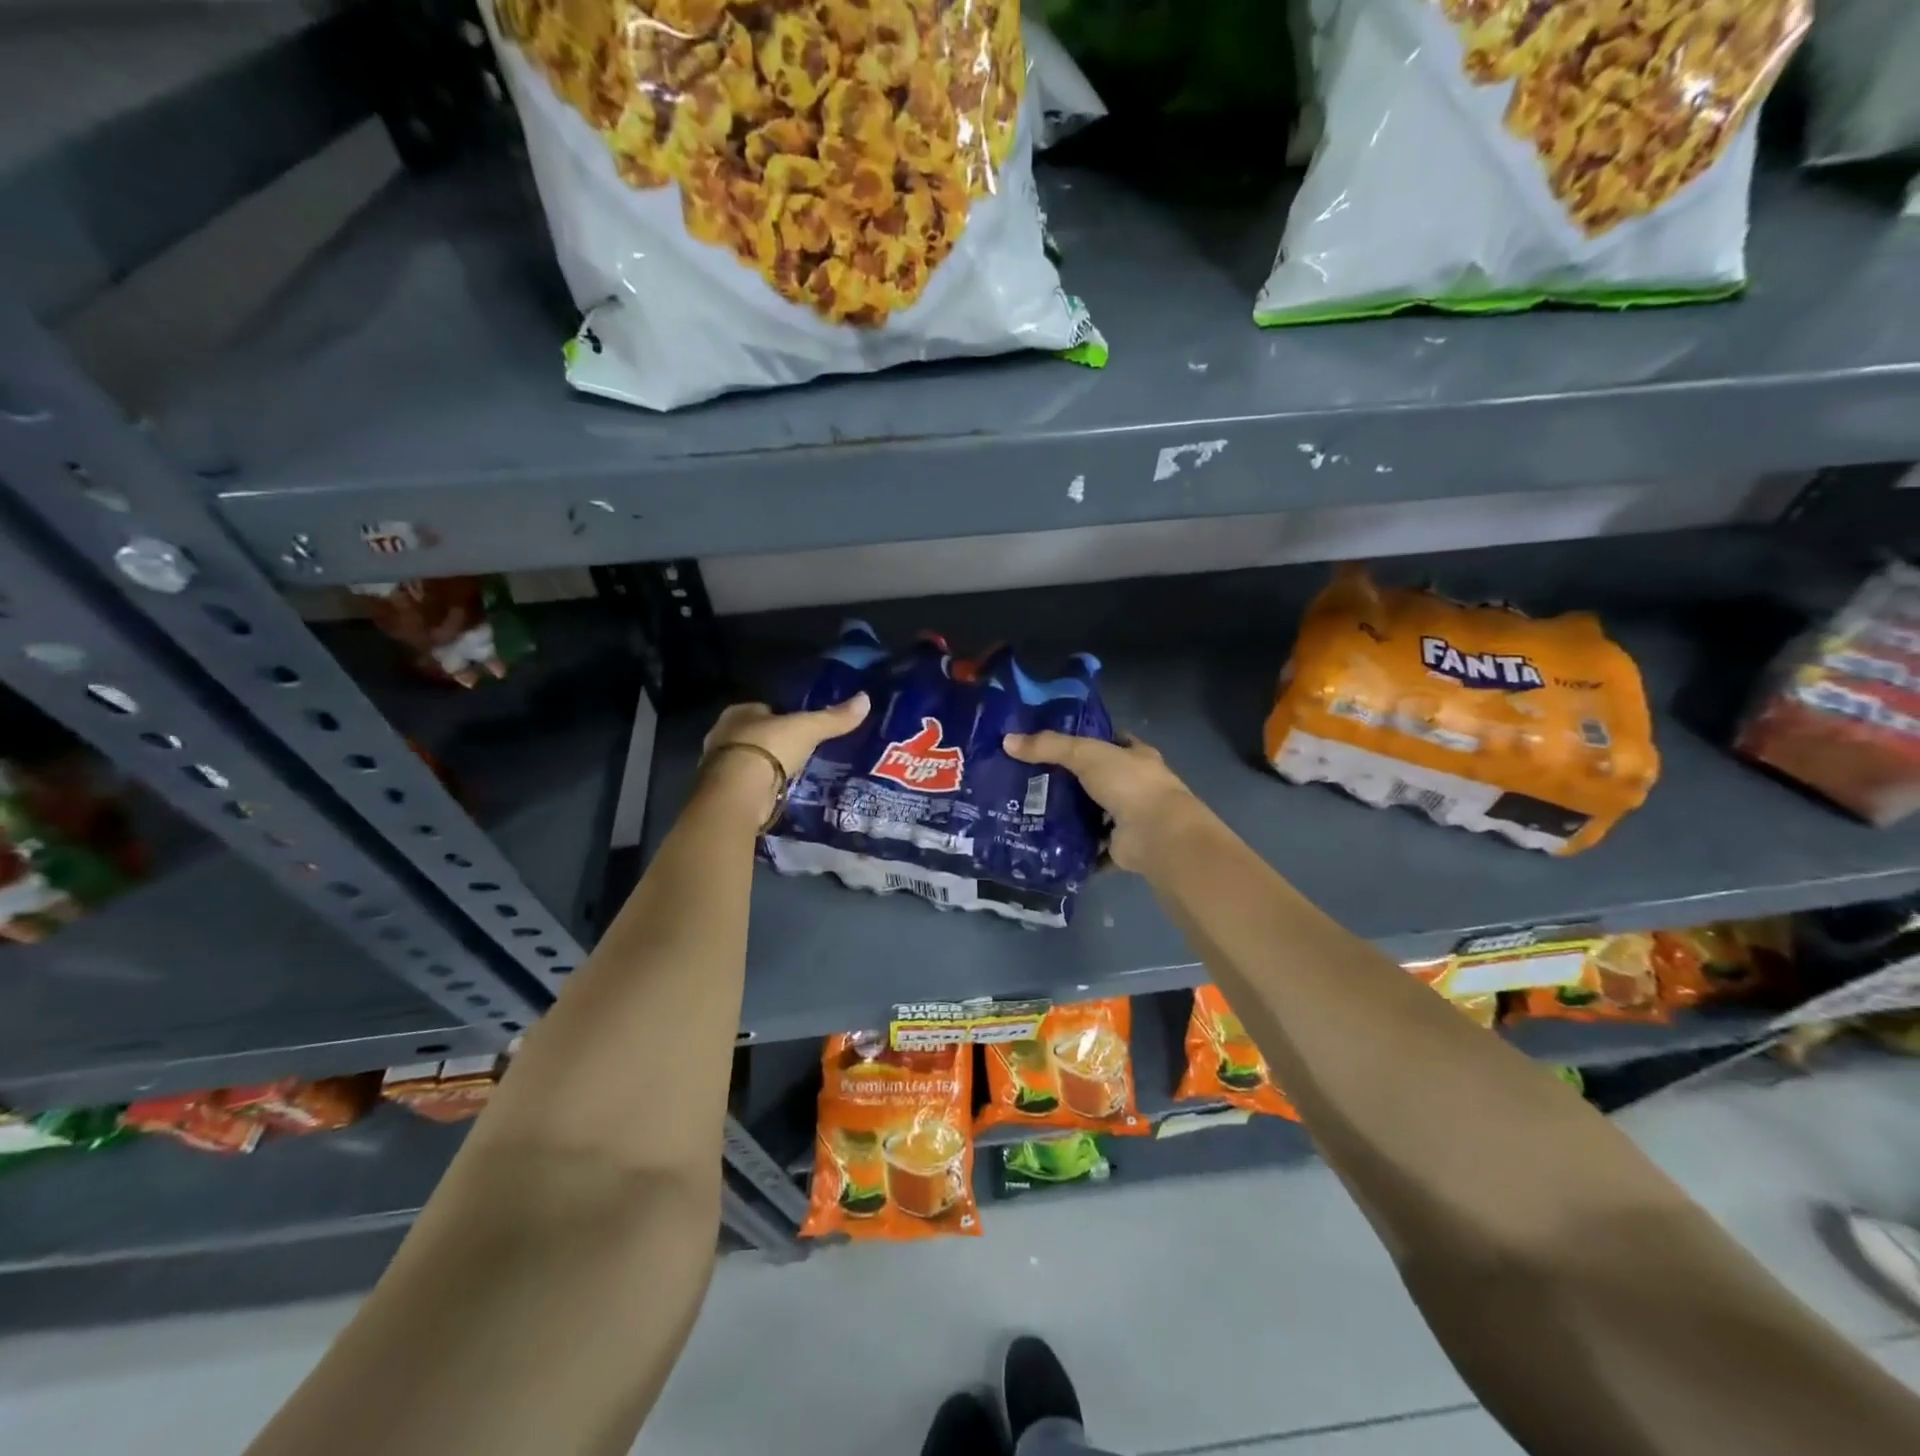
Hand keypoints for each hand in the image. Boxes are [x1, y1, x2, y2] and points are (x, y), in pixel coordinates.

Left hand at [702, 694, 870, 809]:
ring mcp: (718, 765)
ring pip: (748, 759)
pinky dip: (759, 787)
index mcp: (739, 712)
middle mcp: (723, 734)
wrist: (737, 793)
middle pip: (754, 734)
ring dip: (765, 766)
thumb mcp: (808, 729)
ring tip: (790, 773)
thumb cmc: (769, 749)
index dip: (782, 716)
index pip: (764, 709)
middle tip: (798, 751)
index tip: (800, 727)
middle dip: (773, 742)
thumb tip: (865, 699)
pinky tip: (776, 792)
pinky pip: (746, 783)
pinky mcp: (722, 791)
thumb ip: (834, 718)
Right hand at [1003, 730, 1201, 872]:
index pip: (1112, 742)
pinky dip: (1077, 849)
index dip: (1089, 741)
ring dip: (1074, 816)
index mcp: (1137, 758)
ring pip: (1097, 814)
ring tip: (1034, 813)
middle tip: (1033, 781)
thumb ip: (1048, 747)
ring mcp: (1132, 818)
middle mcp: (1137, 786)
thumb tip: (1007, 741)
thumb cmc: (1128, 784)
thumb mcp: (1085, 754)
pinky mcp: (1122, 847)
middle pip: (1101, 779)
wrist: (1157, 835)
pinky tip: (1049, 846)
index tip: (1056, 744)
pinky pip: (1094, 847)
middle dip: (1074, 781)